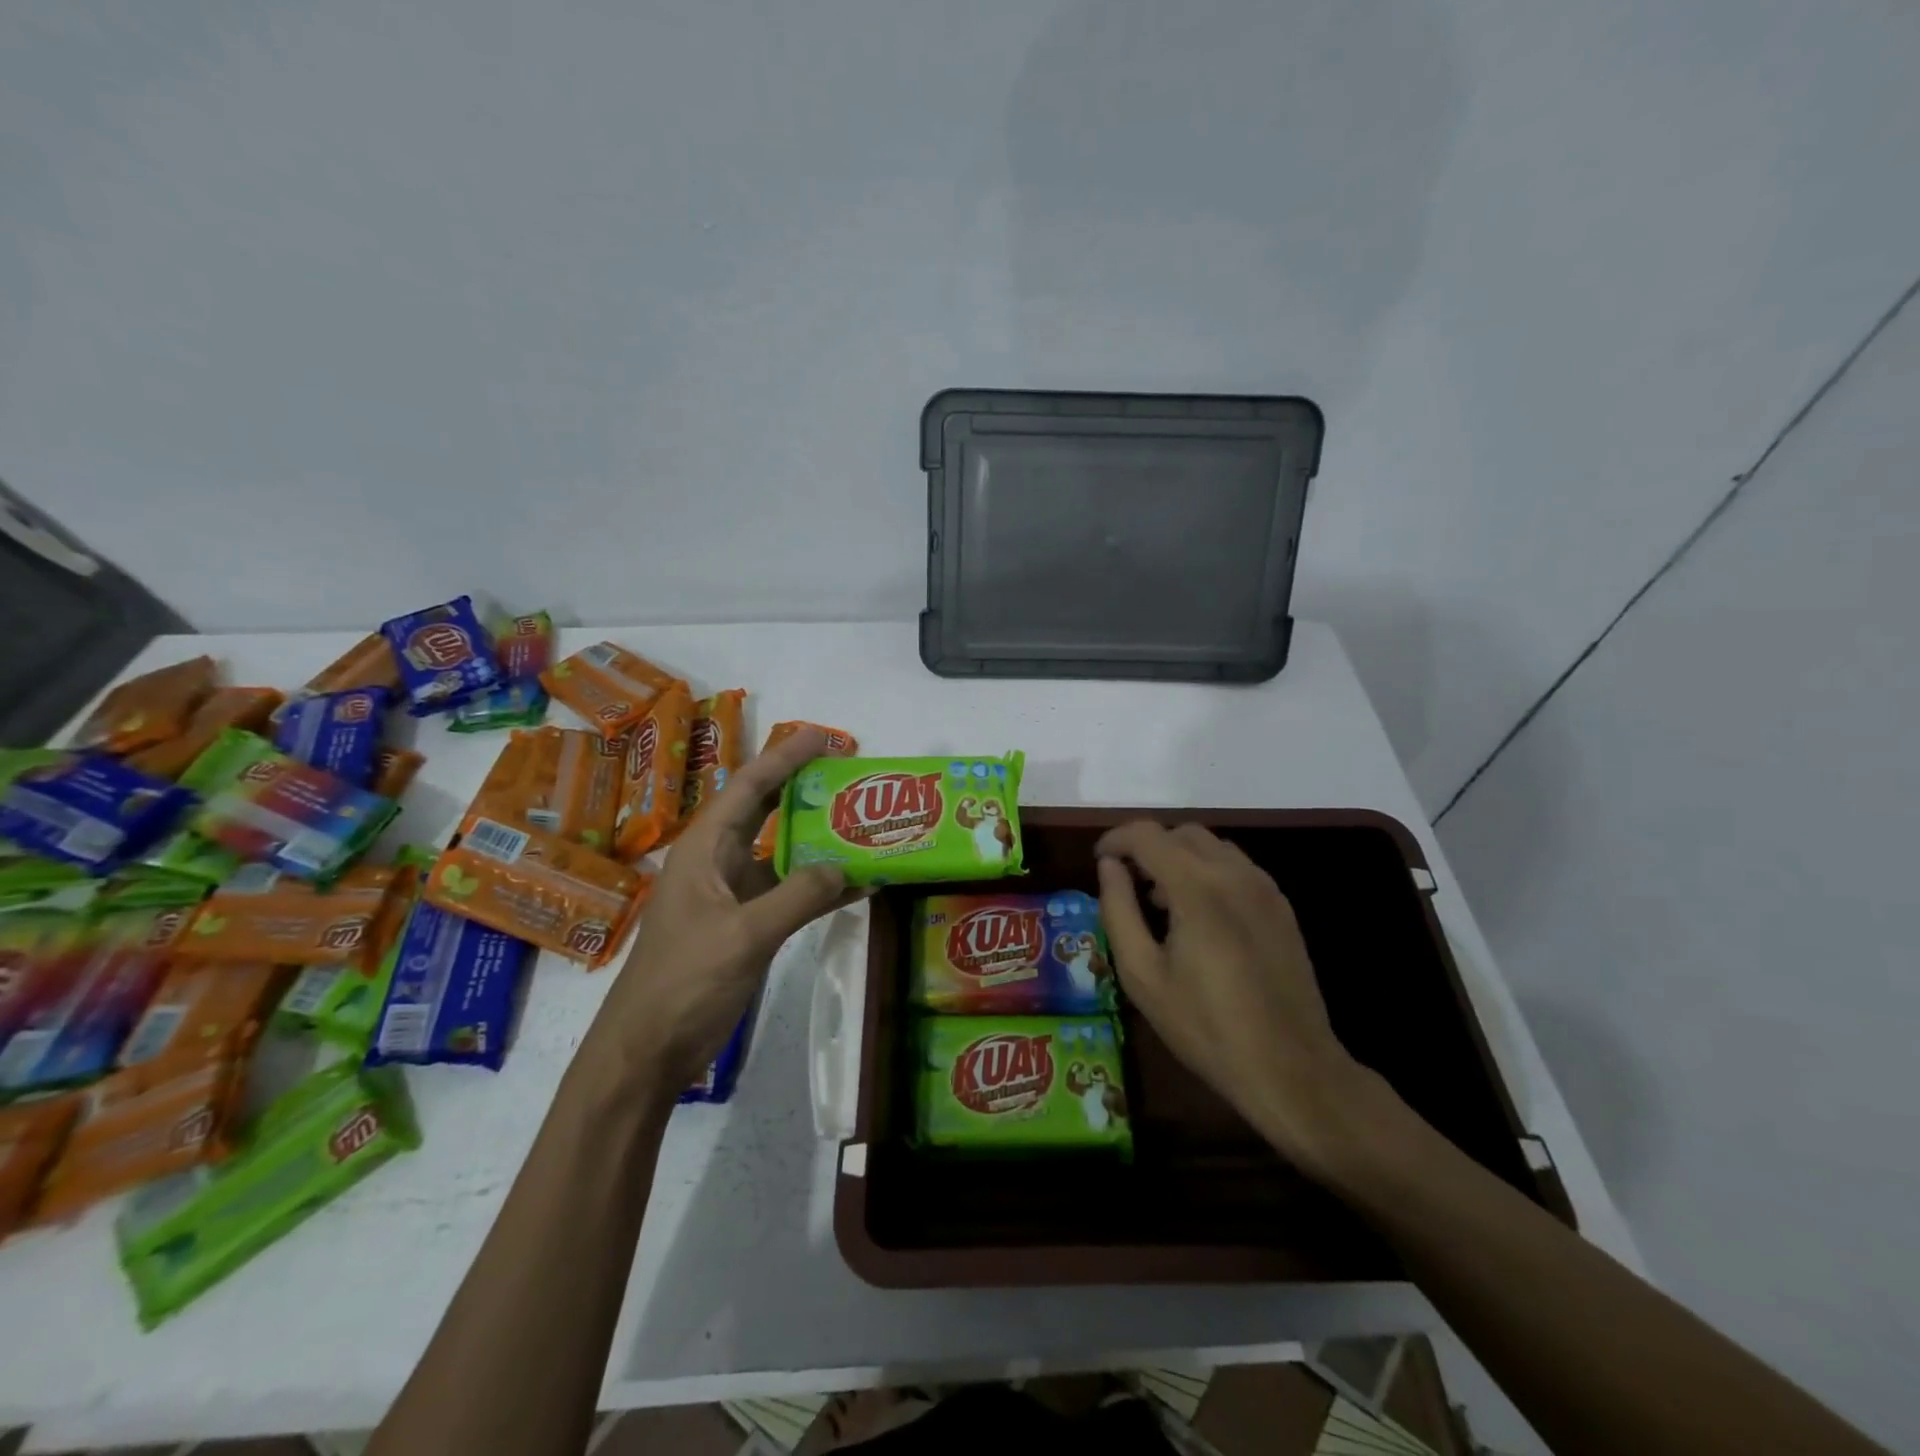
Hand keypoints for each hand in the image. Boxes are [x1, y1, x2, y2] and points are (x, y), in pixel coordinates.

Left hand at [584, 726, 860, 1093]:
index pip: (748, 788)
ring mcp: (734, 895)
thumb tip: (844, 866)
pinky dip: (822, 886)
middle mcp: (719, 862)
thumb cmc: (684, 983)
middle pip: (765, 811)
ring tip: (863, 820)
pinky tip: (859, 884)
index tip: (824, 735)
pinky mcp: (748, 925)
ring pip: (782, 852)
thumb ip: (796, 897)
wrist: (649, 1051)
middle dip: (803, 787)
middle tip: (849, 771)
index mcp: (705, 849)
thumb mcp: (743, 936)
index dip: (785, 758)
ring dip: (819, 838)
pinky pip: (790, 893)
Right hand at [1095, 821, 1378, 1177]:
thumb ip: (1118, 909)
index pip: (1147, 834)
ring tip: (1161, 902)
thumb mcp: (1142, 974)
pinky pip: (1236, 867)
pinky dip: (1207, 872)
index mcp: (1196, 886)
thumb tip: (1109, 867)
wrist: (1290, 1068)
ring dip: (1178, 858)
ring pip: (1211, 846)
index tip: (1099, 862)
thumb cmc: (1205, 1026)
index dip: (1115, 840)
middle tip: (1127, 884)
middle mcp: (1234, 873)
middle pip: (1181, 832)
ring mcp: (1264, 887)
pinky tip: (1198, 916)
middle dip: (1147, 847)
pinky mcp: (1281, 906)